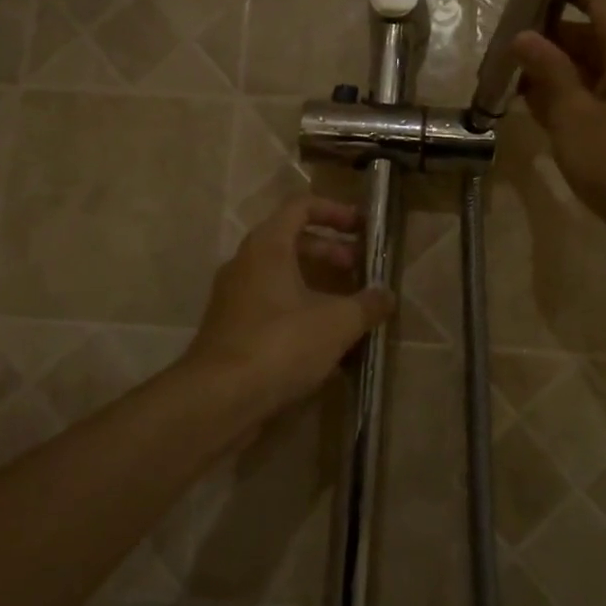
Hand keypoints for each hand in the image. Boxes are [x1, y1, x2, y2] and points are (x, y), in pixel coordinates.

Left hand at [187, 195, 395, 412]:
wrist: (218, 400)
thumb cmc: (281, 344)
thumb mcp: (337, 322)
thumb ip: (367, 304)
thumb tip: (387, 296)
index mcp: (268, 246)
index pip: (301, 206)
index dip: (335, 211)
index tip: (362, 228)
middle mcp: (246, 263)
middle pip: (292, 241)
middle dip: (331, 251)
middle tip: (360, 270)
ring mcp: (234, 297)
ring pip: (281, 276)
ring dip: (317, 284)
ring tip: (349, 307)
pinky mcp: (232, 329)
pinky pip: (271, 305)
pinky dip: (299, 310)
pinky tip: (325, 341)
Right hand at [510, 0, 605, 270]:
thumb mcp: (574, 114)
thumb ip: (548, 71)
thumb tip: (523, 37)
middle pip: (587, 34)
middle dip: (545, 37)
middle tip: (499, 44)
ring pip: (587, 70)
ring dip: (550, 72)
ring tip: (504, 75)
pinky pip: (592, 99)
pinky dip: (564, 99)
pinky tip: (529, 109)